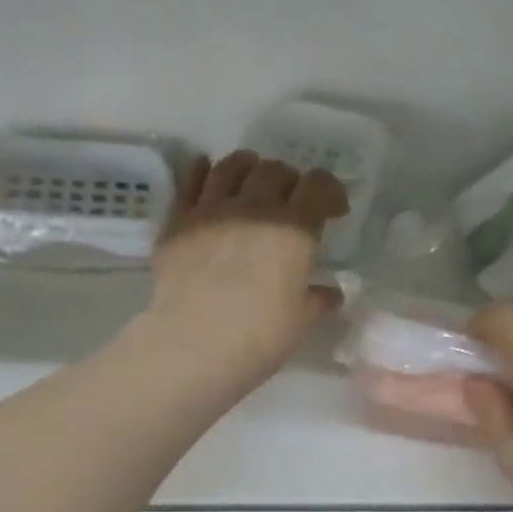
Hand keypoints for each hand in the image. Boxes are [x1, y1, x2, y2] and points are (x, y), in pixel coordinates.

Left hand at [147, 149, 348, 386]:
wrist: (195, 345)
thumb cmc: (260, 336)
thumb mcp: (301, 322)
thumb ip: (318, 301)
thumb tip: (331, 293)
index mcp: (293, 230)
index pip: (318, 187)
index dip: (330, 191)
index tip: (335, 209)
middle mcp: (253, 207)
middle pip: (274, 171)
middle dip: (290, 180)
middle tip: (292, 199)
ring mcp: (211, 210)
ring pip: (231, 167)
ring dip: (248, 166)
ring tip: (252, 177)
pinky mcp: (177, 222)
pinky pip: (190, 182)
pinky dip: (204, 172)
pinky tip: (207, 173)